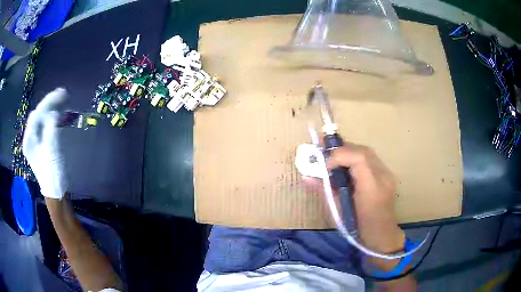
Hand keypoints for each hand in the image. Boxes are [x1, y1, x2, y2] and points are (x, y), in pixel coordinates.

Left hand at [23, 88, 67, 198]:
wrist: (55, 191)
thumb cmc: (52, 173)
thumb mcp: (51, 149)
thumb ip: (50, 127)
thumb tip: (53, 113)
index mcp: (29, 139)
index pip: (37, 113)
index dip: (48, 101)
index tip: (62, 93)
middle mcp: (30, 138)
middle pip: (38, 114)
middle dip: (50, 103)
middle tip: (64, 96)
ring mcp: (35, 141)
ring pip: (42, 118)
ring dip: (52, 109)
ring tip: (64, 102)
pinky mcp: (41, 144)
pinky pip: (45, 126)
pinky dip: (53, 119)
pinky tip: (60, 116)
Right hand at [327, 143, 404, 255]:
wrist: (382, 235)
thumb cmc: (358, 229)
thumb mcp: (339, 211)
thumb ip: (325, 191)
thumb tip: (306, 177)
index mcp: (371, 189)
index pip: (358, 159)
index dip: (339, 156)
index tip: (325, 165)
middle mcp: (383, 177)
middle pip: (363, 151)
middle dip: (342, 150)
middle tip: (326, 156)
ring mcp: (387, 175)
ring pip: (367, 153)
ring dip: (349, 153)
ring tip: (335, 160)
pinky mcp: (387, 175)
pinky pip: (371, 159)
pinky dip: (356, 158)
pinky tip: (348, 166)